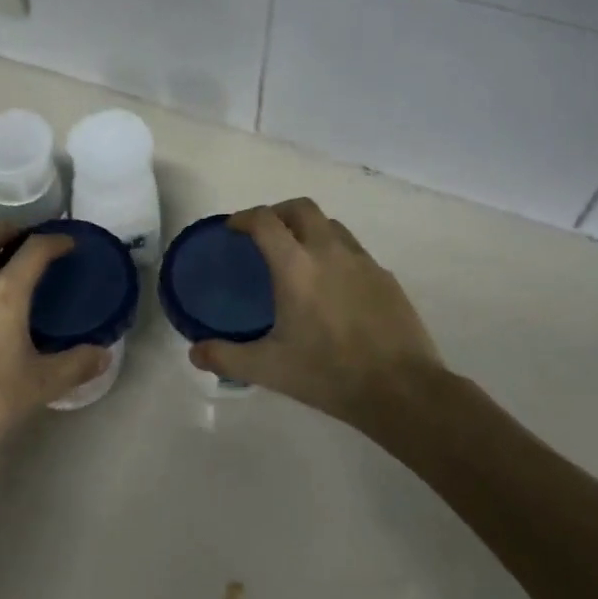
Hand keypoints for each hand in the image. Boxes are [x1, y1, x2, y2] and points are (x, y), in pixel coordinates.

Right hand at [190, 198, 442, 427]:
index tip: (232, 229)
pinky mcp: (385, 277)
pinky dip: (335, 252)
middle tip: (265, 235)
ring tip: (299, 256)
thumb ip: (227, 357)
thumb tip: (195, 353)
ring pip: (331, 224)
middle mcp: (329, 251)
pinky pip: (353, 250)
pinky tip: (333, 286)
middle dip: (278, 212)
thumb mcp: (270, 369)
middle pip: (301, 207)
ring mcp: (362, 261)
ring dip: (309, 229)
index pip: (264, 220)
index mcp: (296, 266)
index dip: (244, 217)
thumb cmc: (329, 374)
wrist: (403, 390)